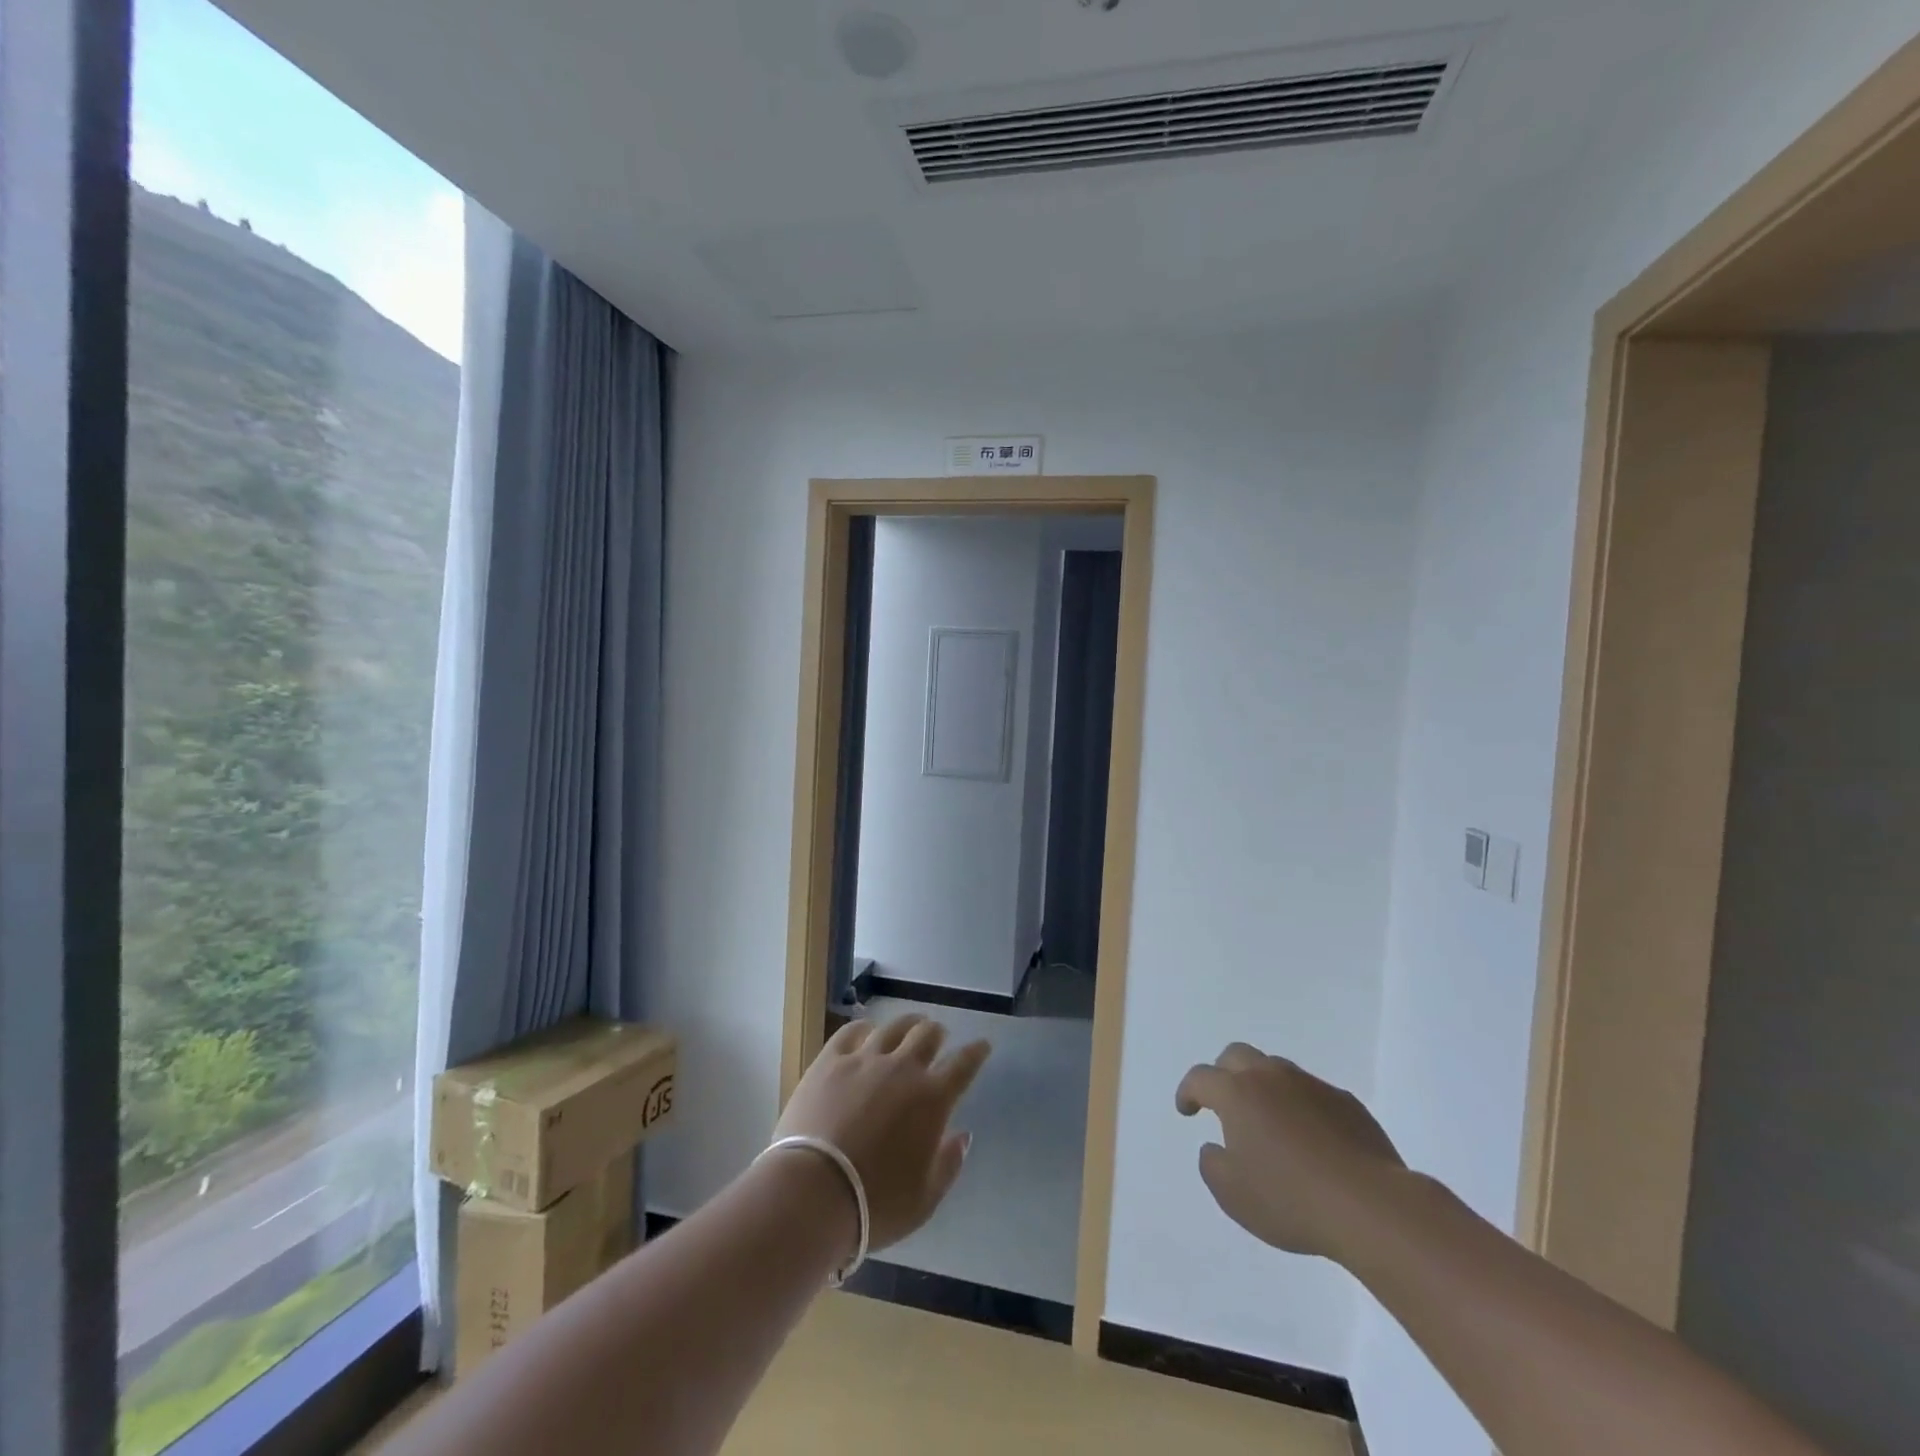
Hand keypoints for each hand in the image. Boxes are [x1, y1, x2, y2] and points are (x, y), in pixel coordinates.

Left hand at [774, 1015, 990, 1251]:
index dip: (976, 1052)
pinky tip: (866, 1031)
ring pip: (893, 1027)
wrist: (812, 1192)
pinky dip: (864, 1028)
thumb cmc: (874, 1204)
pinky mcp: (829, 1061)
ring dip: (907, 1024)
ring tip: (909, 1026)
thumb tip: (962, 1135)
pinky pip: (851, 1032)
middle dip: (938, 1032)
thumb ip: (948, 1164)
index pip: (963, 1064)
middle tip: (939, 1036)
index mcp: (932, 1099)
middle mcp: (902, 1069)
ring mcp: (864, 1060)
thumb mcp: (924, 1200)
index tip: (982, 1045)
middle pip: (927, 1034)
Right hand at [1175, 1042, 1406, 1261]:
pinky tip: (1310, 1138)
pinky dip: (1300, 1106)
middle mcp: (1271, 1077)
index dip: (1188, 1091)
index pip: (1200, 1078)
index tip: (1187, 1110)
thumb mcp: (1233, 1195)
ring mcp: (1311, 1085)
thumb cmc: (1291, 1199)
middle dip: (1223, 1073)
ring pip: (1276, 1070)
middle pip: (1236, 1056)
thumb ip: (1212, 1164)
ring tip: (1269, 1122)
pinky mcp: (1346, 1102)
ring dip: (1264, 1087)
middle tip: (1224, 1102)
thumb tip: (1215, 1147)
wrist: (1371, 1206)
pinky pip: (1312, 1093)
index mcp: (1237, 1093)